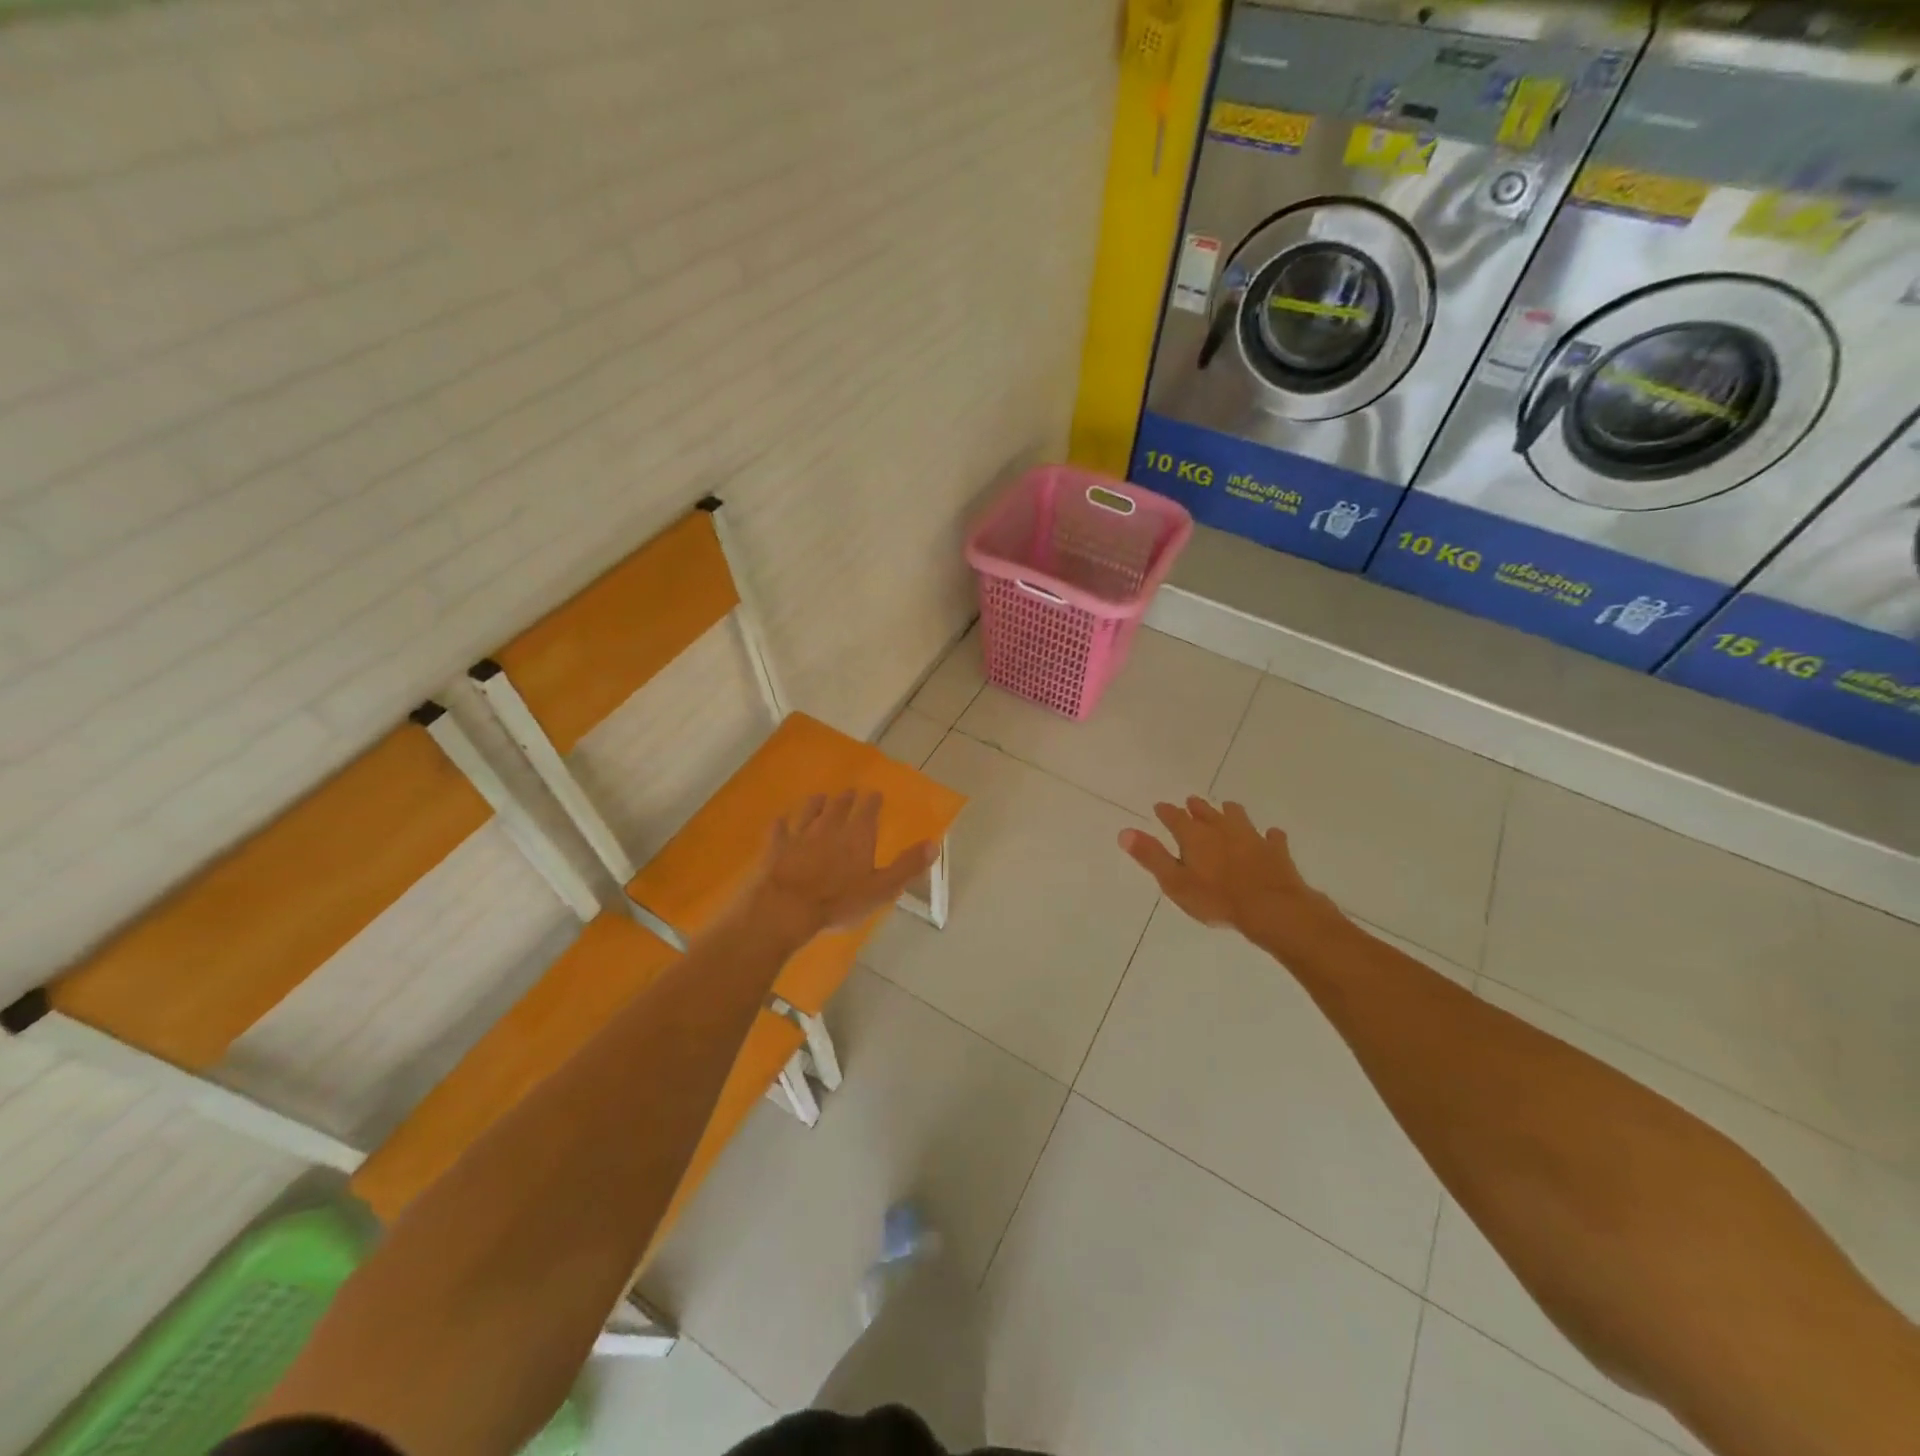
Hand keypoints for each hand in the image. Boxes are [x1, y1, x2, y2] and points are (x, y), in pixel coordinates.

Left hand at [752, 792, 935, 940]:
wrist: (785, 908)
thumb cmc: (839, 902)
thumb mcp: (881, 889)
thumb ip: (907, 866)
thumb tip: (933, 844)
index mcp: (858, 835)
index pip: (868, 808)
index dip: (873, 800)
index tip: (875, 794)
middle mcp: (830, 826)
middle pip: (839, 805)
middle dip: (847, 798)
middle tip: (850, 793)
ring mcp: (800, 833)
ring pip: (810, 810)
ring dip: (816, 803)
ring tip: (820, 798)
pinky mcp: (776, 845)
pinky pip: (780, 828)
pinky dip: (783, 823)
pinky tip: (782, 821)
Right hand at [1119, 797, 1336, 948]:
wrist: (1271, 907)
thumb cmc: (1216, 898)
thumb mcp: (1175, 882)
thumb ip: (1151, 856)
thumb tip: (1124, 832)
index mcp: (1195, 836)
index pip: (1175, 817)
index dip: (1166, 812)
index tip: (1159, 806)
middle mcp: (1222, 829)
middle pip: (1207, 812)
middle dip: (1197, 807)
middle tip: (1191, 801)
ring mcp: (1252, 837)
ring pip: (1238, 817)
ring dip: (1230, 812)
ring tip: (1227, 808)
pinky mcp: (1276, 850)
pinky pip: (1272, 837)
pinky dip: (1268, 835)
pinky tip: (1270, 835)